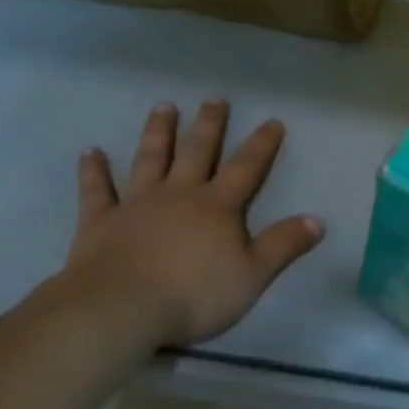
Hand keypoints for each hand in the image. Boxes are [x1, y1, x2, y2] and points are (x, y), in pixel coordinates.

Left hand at [57, 100, 324, 345]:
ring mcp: (136, 204)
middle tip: (214, 99)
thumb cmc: (194, 294)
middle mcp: (179, 194)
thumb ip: (284, 245)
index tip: (272, 121)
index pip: (246, 168)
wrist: (120, 309)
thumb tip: (318, 220)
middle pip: (197, 152)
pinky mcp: (100, 221)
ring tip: (164, 107)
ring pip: (150, 159)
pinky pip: (96, 190)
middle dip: (209, 125)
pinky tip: (89, 151)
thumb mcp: (253, 275)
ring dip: (158, 132)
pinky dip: (93, 170)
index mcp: (218, 206)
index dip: (261, 145)